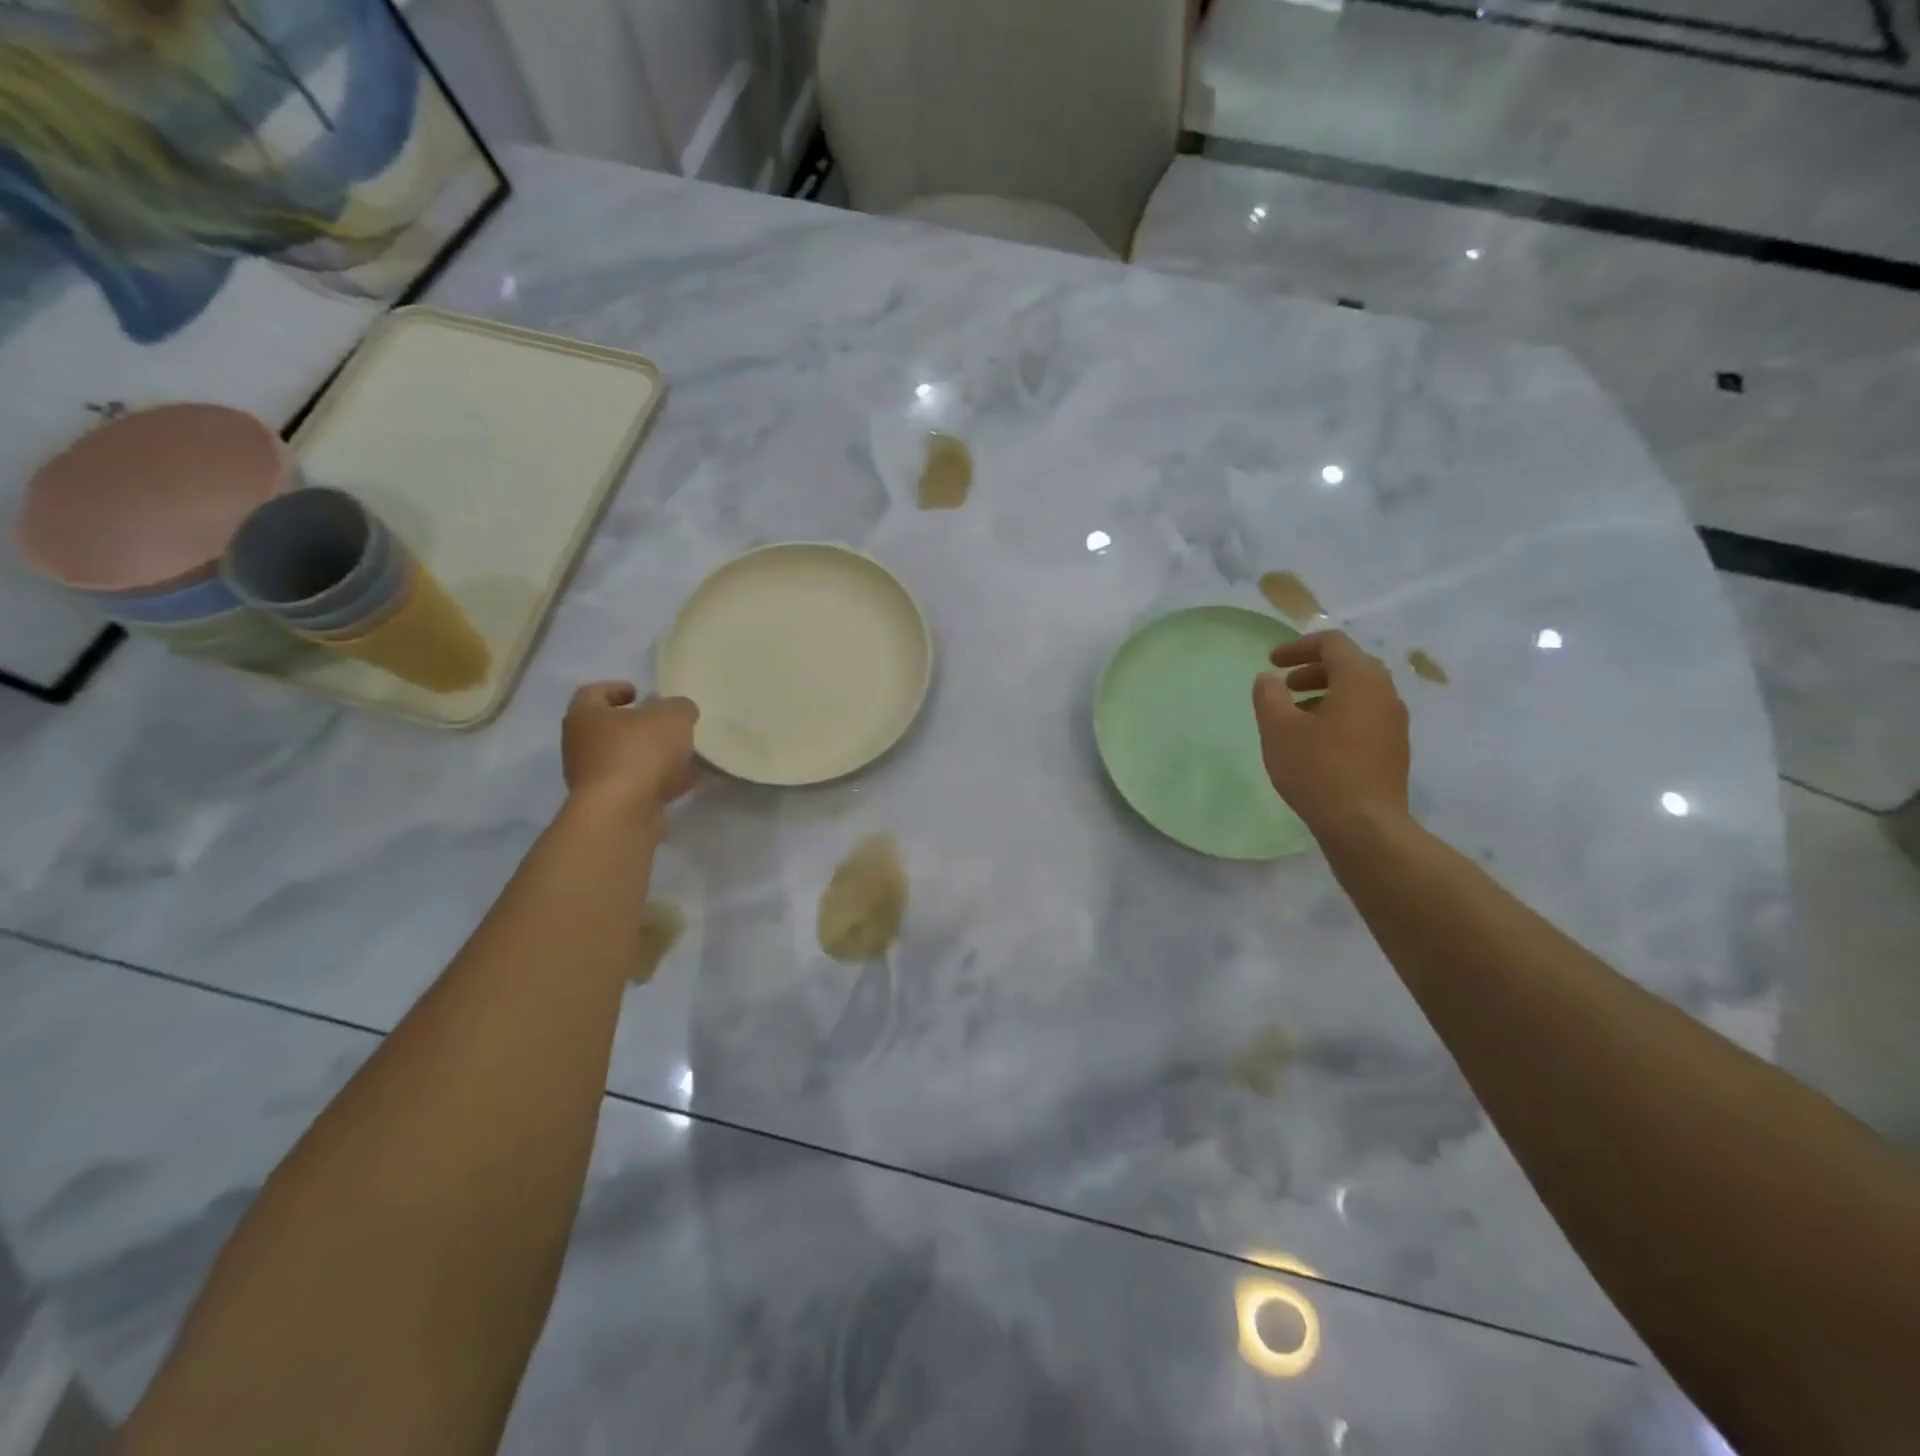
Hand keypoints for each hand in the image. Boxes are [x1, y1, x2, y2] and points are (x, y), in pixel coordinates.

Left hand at [562, 682, 698, 814]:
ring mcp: (590, 779)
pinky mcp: (606, 806)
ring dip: (647, 757)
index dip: (615, 689)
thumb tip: (681, 712)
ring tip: (680, 756)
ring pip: (621, 760)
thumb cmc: (640, 751)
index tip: (640, 693)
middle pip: (606, 729)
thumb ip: (680, 708)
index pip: (592, 693)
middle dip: (636, 727)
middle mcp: (579, 746)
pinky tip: (681, 783)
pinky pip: (634, 787)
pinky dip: (655, 783)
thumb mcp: (673, 716)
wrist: (623, 812)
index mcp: (585, 716)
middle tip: (664, 725)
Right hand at [1252, 630, 1409, 832]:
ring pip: (1358, 692)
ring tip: (1295, 716)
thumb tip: (1267, 679)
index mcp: (1360, 679)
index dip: (1298, 647)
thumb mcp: (1279, 729)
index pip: (1331, 643)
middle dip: (1312, 670)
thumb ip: (1269, 696)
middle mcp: (1385, 693)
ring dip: (1325, 693)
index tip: (1272, 662)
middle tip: (1284, 686)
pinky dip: (1338, 714)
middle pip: (1349, 665)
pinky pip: (1365, 716)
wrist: (1365, 825)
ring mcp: (1394, 722)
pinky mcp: (1394, 748)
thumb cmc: (1318, 769)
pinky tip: (1316, 742)